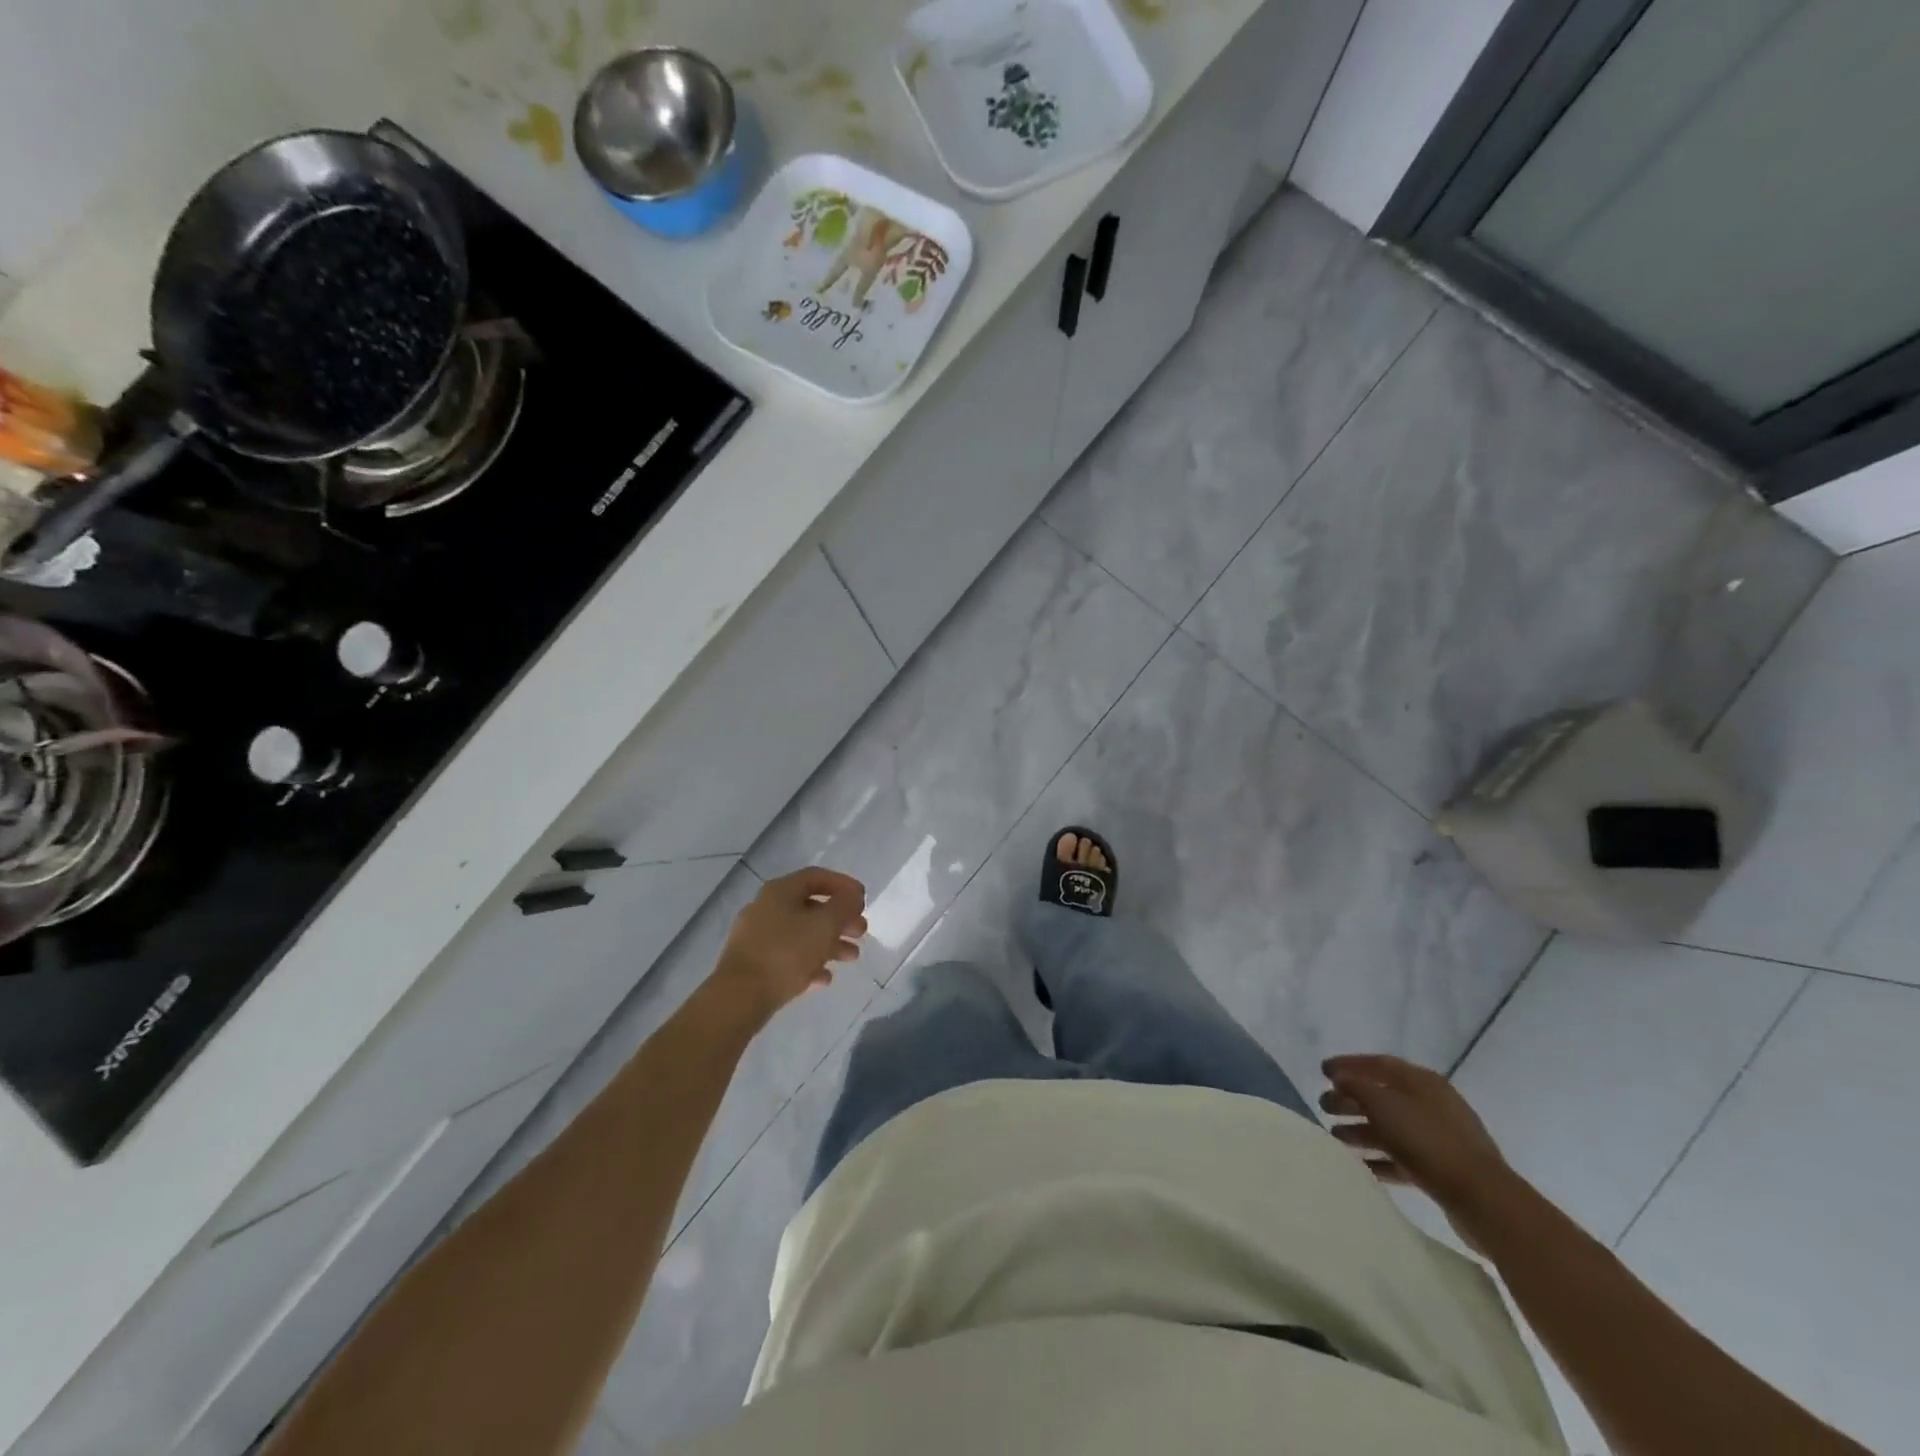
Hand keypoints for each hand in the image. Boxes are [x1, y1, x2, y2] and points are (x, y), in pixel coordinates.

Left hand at [710, 868, 866, 1021]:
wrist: (739, 997)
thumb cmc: (786, 953)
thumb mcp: (824, 925)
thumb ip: (844, 906)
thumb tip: (852, 896)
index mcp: (780, 891)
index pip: (817, 877)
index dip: (843, 885)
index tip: (863, 899)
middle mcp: (766, 908)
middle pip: (811, 907)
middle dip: (840, 919)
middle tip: (861, 931)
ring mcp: (757, 937)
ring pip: (801, 934)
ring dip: (830, 943)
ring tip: (852, 957)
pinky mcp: (754, 964)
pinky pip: (788, 957)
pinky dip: (810, 963)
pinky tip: (825, 978)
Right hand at [1320, 1053, 1522, 1247]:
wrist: (1482, 1199)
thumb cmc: (1428, 1141)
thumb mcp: (1384, 1105)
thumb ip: (1356, 1087)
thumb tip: (1340, 1078)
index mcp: (1422, 1082)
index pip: (1378, 1064)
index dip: (1348, 1064)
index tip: (1322, 1071)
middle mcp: (1431, 1104)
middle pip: (1382, 1096)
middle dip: (1351, 1099)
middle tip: (1324, 1106)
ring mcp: (1439, 1137)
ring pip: (1391, 1128)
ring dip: (1361, 1130)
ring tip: (1335, 1137)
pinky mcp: (1442, 1168)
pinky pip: (1403, 1157)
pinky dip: (1380, 1158)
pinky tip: (1361, 1165)